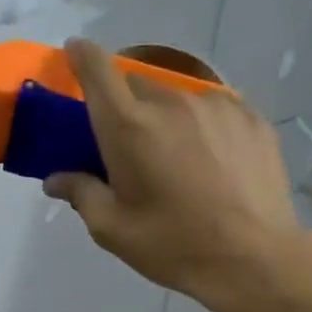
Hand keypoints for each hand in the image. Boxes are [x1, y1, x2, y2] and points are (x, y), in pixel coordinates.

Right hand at [45, 38, 308, 308]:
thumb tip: (56, 179)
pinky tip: (210, 158)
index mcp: (128, 126)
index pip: (97, 70)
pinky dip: (201, 123)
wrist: (255, 259)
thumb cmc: (173, 244)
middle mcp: (170, 103)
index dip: (81, 56)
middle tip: (128, 142)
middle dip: (125, 104)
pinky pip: (213, 108)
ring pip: (177, 96)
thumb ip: (80, 193)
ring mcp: (216, 106)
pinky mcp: (251, 117)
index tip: (74, 53)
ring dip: (165, 115)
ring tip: (176, 154)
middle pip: (136, 83)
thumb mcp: (112, 228)